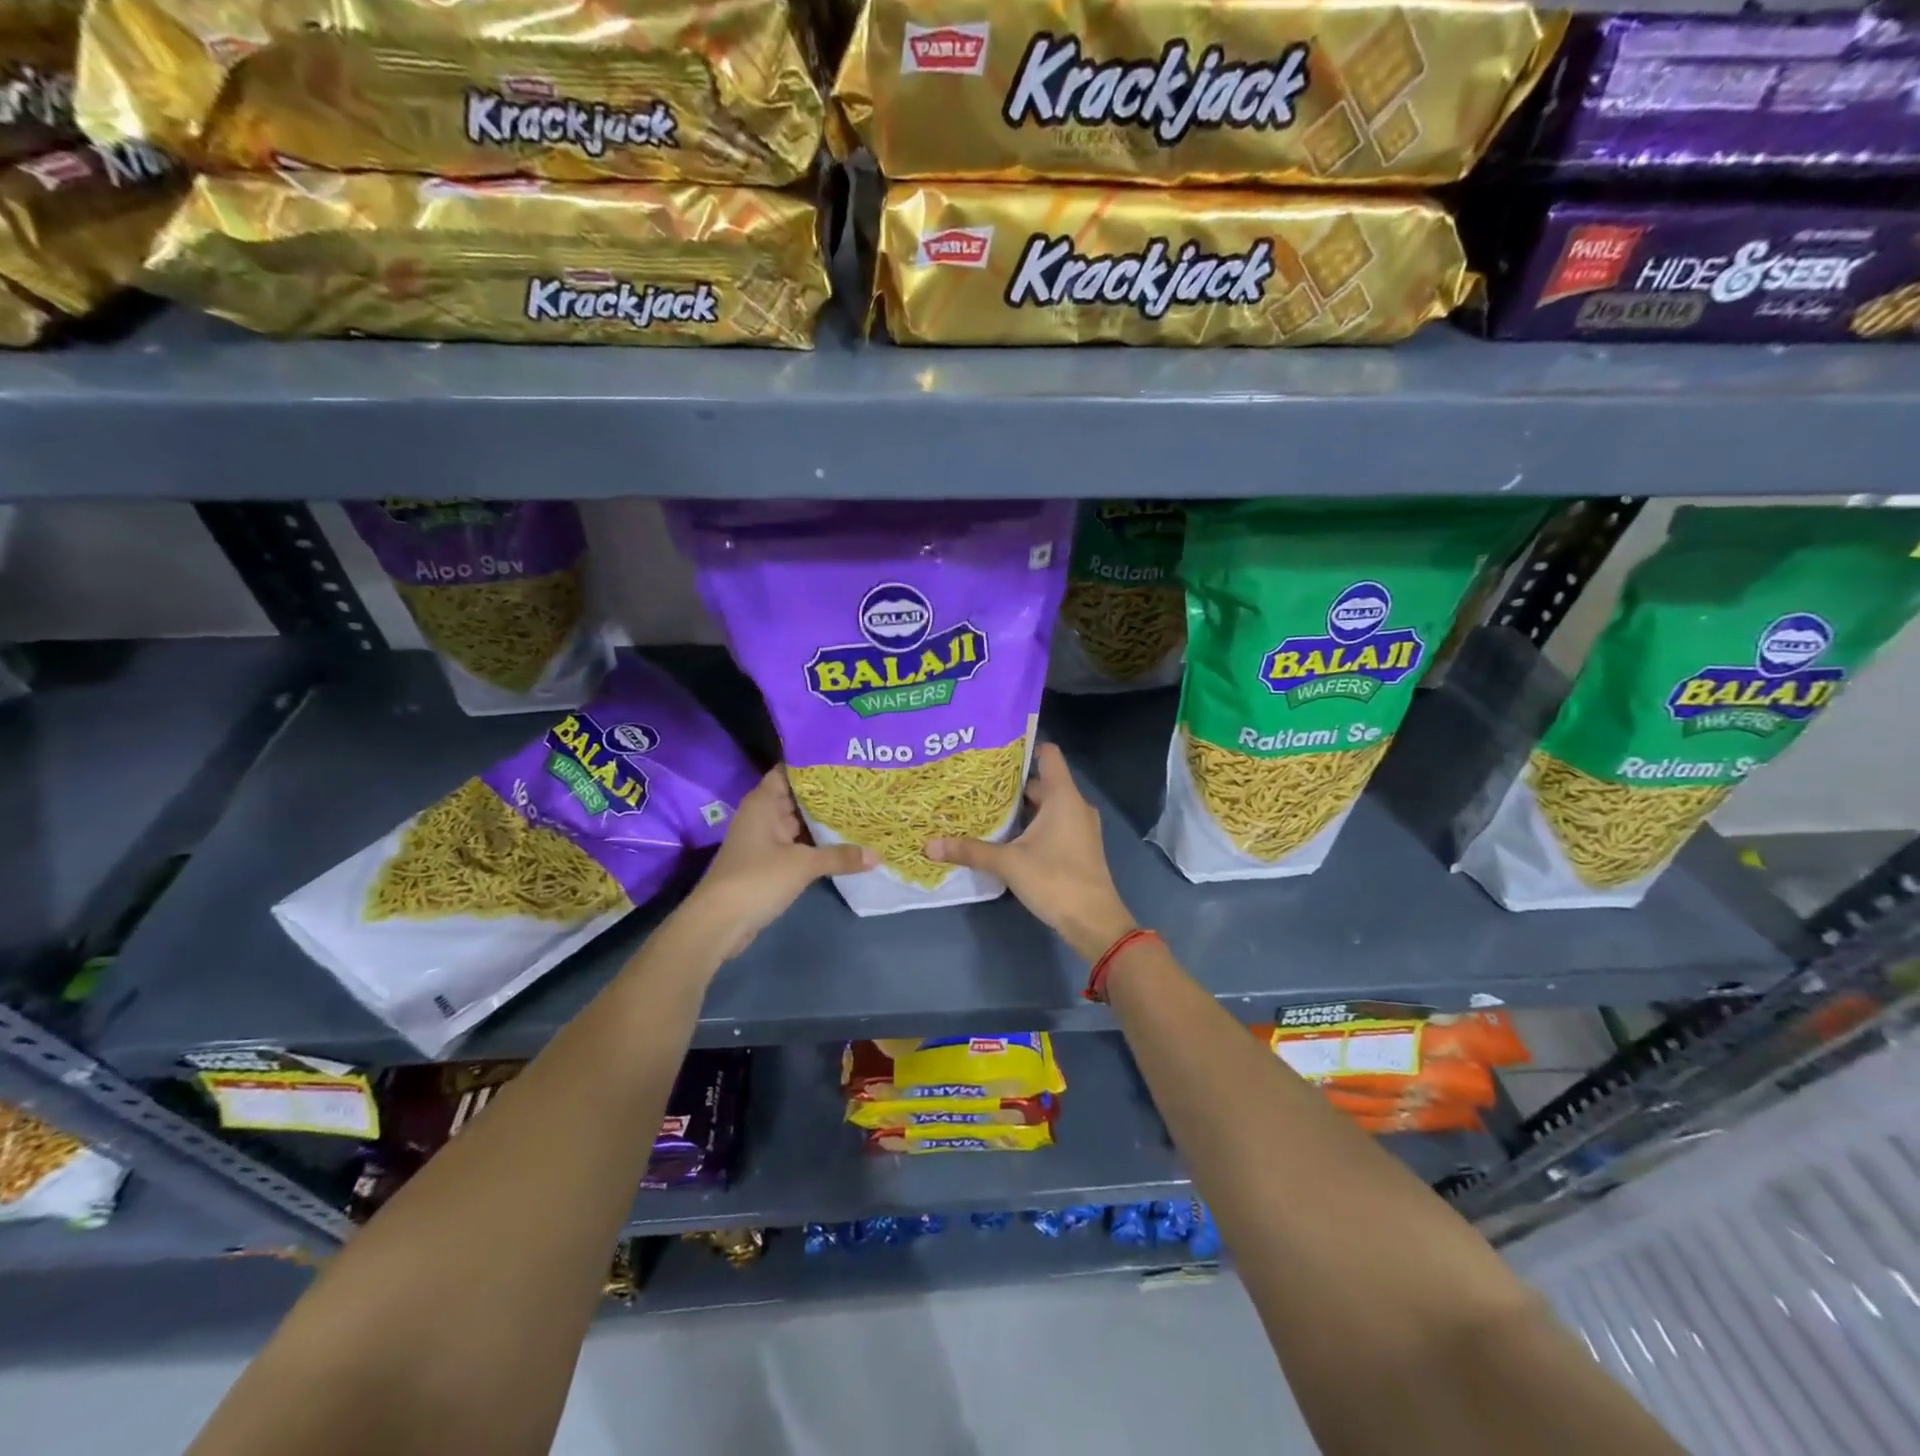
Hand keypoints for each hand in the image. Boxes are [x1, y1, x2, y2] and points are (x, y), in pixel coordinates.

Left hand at [682, 766, 872, 958]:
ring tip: (860, 809)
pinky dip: (816, 843)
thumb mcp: (803, 865)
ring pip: (799, 822)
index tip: (843, 759)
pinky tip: (843, 842)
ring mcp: (765, 840)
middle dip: (826, 793)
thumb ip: (840, 857)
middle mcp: (763, 815)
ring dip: (823, 820)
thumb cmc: (757, 879)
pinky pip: (797, 844)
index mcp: (763, 803)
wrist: (719, 923)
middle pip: (797, 796)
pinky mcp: (768, 863)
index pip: (788, 771)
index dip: (813, 763)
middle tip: (862, 784)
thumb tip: (877, 855)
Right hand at [926, 742, 1136, 961]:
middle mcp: (1075, 805)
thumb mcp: (1008, 863)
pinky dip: (1032, 824)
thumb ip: (970, 851)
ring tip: (986, 808)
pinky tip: (1007, 836)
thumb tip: (929, 845)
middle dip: (1011, 784)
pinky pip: (1054, 824)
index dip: (1023, 747)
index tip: (993, 750)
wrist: (1094, 922)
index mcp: (1063, 796)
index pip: (1047, 754)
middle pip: (1042, 782)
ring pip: (1047, 806)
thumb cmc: (1055, 880)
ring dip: (1021, 807)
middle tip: (977, 784)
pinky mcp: (1079, 847)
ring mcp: (1080, 827)